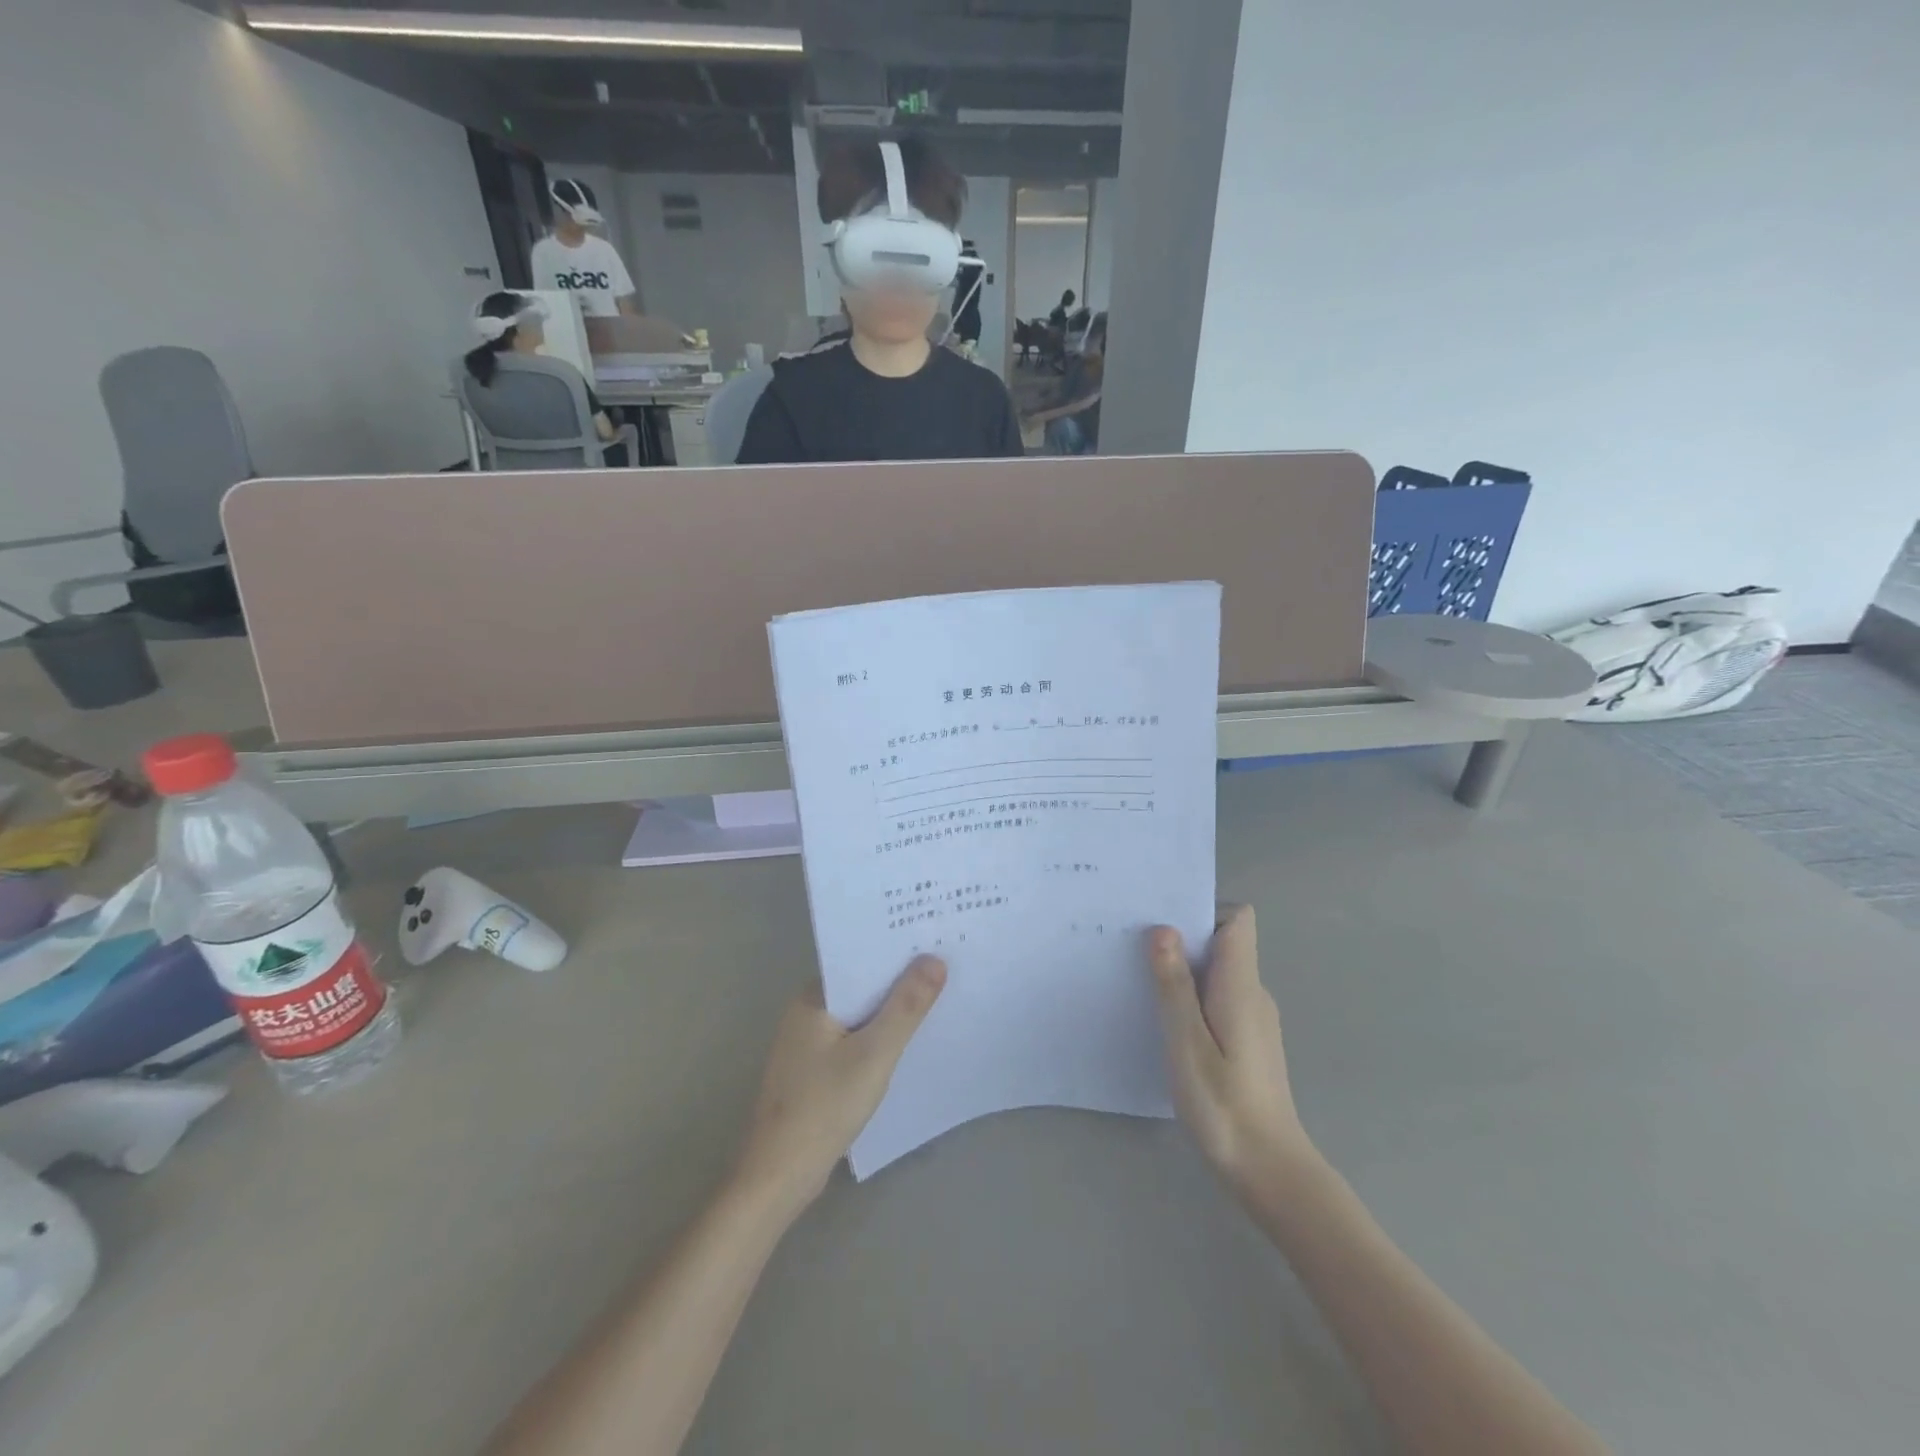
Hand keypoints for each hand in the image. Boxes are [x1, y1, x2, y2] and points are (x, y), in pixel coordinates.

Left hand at [732, 958, 945, 1215]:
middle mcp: (807, 1012)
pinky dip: (878, 1039)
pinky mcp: (814, 1071)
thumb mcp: (873, 1054)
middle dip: (899, 982)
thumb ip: (905, 1007)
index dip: (897, 952)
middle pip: (862, 987)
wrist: (777, 1179)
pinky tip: (907, 1044)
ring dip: (891, 1012)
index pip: (860, 960)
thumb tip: (934, 960)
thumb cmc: (823, 1108)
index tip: (935, 941)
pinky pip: (854, 1040)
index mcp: (813, 998)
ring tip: (938, 999)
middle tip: (948, 967)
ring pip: (860, 1016)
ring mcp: (808, 1044)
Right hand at [1146, 906, 1312, 1191]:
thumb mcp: (1187, 1043)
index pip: (1238, 920)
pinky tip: (1167, 1024)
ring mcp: (1254, 1018)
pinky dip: (1192, 999)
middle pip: (1223, 942)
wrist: (1270, 1172)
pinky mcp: (1248, 1041)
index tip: (1163, 923)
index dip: (1203, 911)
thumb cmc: (1224, 1106)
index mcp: (1241, 986)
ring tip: (1141, 984)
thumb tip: (1164, 930)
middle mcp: (1253, 993)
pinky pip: (1218, 999)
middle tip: (1134, 950)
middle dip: (1181, 939)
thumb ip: (1174, 985)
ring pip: (1217, 973)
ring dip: (1183, 972)